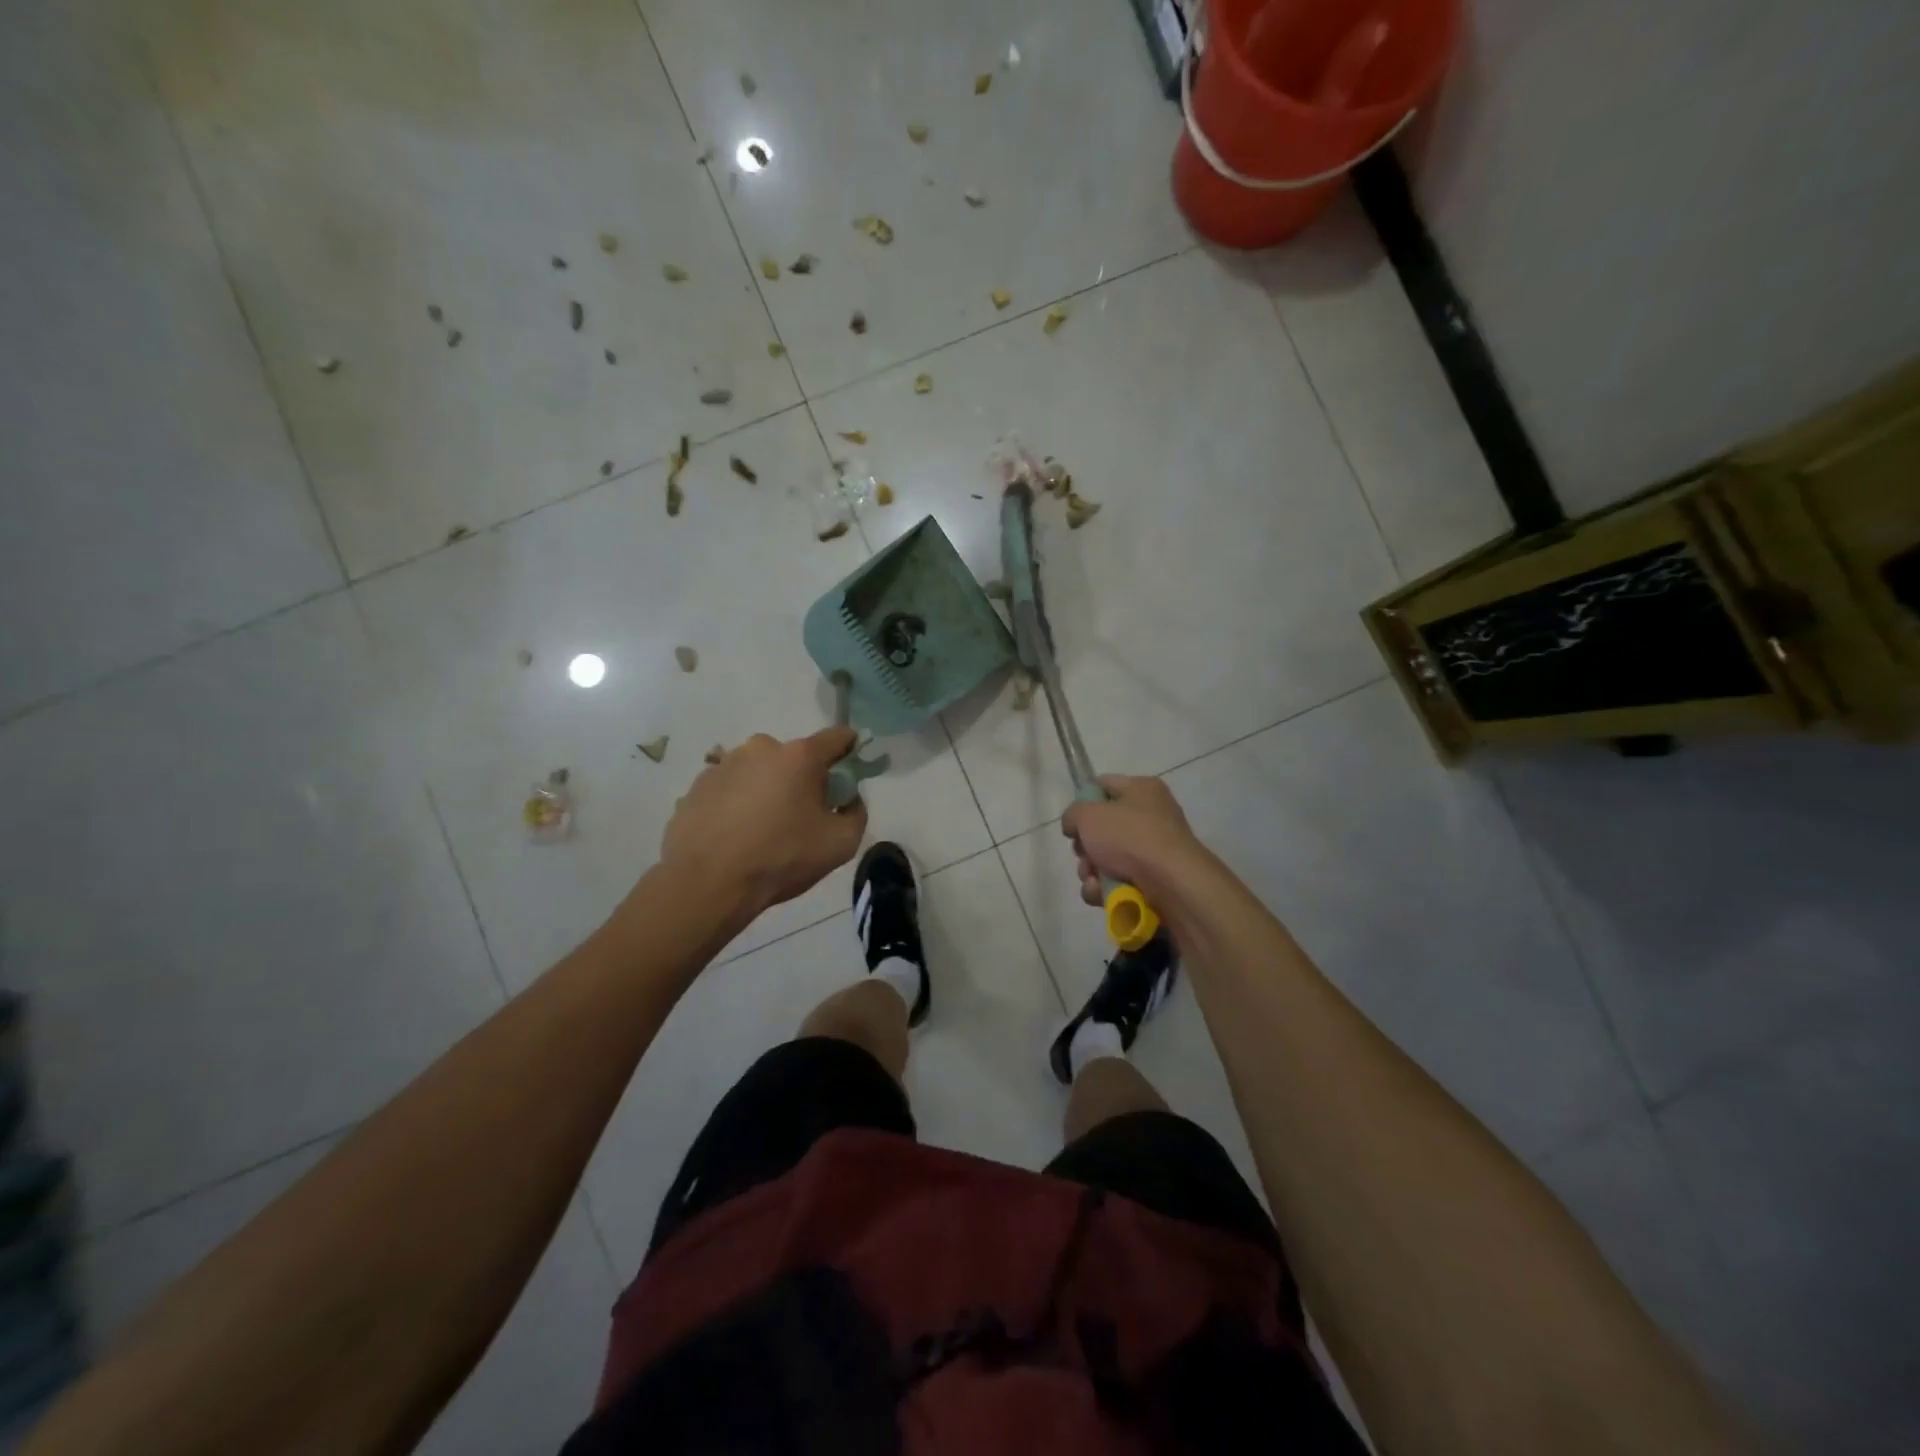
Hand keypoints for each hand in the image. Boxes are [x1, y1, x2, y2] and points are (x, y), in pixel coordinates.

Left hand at [660, 727, 867, 918]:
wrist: (706, 884)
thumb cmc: (781, 859)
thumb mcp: (841, 844)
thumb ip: (856, 813)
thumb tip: (848, 799)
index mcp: (800, 756)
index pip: (838, 737)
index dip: (850, 750)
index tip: (851, 772)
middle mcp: (761, 748)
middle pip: (795, 757)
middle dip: (803, 779)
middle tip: (801, 817)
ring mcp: (724, 764)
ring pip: (759, 772)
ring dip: (767, 791)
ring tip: (761, 831)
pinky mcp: (697, 786)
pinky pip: (730, 788)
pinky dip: (737, 804)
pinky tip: (734, 836)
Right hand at [1060, 775, 1202, 908]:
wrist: (1172, 883)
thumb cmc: (1130, 837)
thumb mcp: (1089, 815)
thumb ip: (1073, 813)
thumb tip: (1075, 825)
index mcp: (1142, 789)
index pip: (1102, 786)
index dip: (1082, 803)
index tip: (1072, 823)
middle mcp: (1151, 816)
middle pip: (1102, 828)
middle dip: (1085, 846)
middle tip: (1083, 854)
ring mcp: (1153, 849)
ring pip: (1106, 858)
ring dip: (1091, 871)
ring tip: (1093, 879)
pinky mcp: (1154, 879)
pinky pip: (1118, 881)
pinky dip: (1105, 889)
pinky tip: (1101, 893)